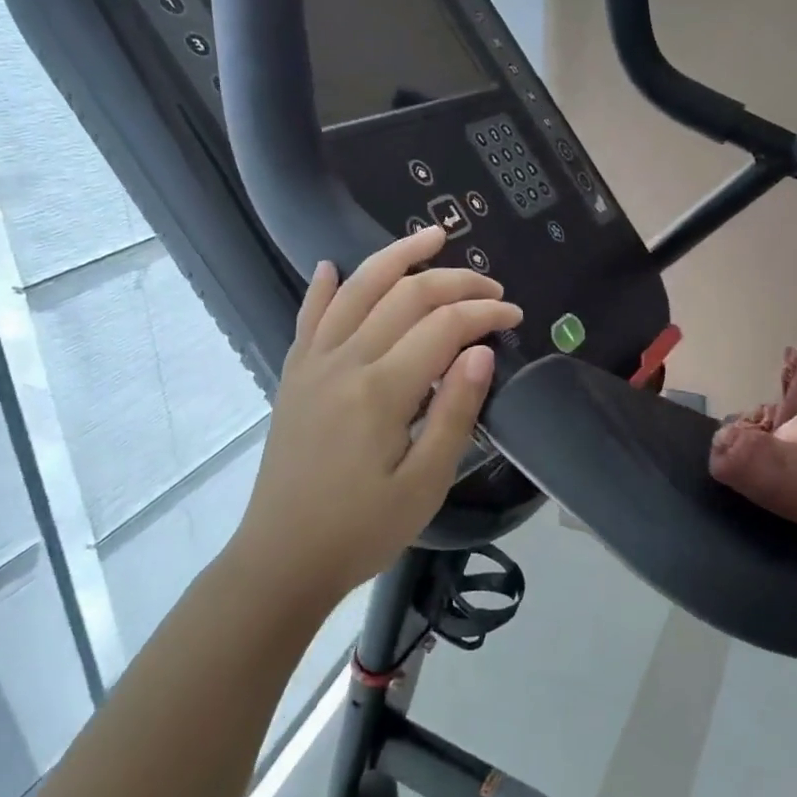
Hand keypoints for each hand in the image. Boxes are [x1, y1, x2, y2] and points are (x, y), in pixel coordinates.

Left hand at [234, 227, 521, 601]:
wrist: (282, 559)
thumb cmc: (361, 530)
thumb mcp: (424, 484)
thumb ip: (455, 412)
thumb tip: (481, 353)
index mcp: (381, 390)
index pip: (443, 327)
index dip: (484, 314)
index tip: (514, 317)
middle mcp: (344, 362)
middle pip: (405, 297)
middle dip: (455, 282)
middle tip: (492, 288)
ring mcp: (313, 364)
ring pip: (356, 290)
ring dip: (395, 258)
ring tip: (430, 237)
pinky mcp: (294, 376)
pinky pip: (308, 318)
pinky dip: (322, 288)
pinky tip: (331, 266)